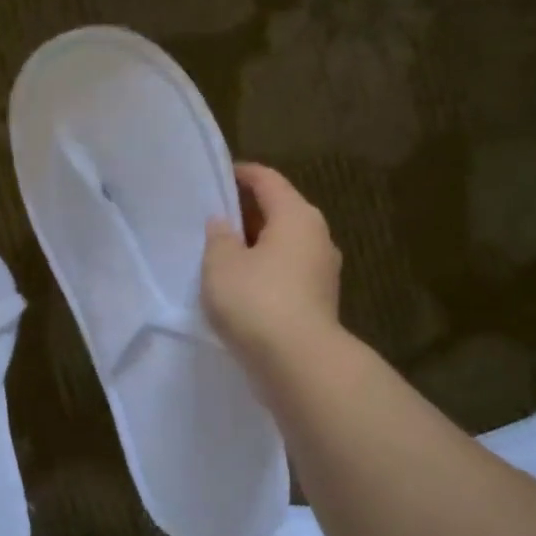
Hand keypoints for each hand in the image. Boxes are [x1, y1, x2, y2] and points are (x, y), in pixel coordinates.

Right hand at [202, 163, 342, 361]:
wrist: (298, 361)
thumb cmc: (257, 300)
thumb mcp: (221, 264)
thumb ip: (218, 238)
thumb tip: (223, 224)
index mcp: (296, 216)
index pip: (268, 181)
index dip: (242, 174)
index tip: (218, 176)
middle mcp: (317, 237)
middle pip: (279, 212)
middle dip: (247, 212)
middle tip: (214, 218)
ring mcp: (322, 271)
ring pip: (284, 245)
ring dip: (256, 245)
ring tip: (223, 254)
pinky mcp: (318, 300)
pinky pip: (287, 273)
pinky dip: (265, 271)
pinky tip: (242, 286)